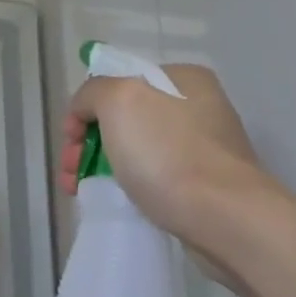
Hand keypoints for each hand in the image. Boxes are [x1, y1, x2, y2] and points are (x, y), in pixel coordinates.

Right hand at [64, 63, 264, 242]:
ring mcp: (204, 146)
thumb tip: (89, 111)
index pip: (116, 82)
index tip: (71, 143)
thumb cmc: (167, 153)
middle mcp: (196, 106)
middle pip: (123, 118)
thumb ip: (93, 92)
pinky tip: (118, 200)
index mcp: (181, 78)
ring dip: (103, 166)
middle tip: (71, 173)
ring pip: (136, 149)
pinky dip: (130, 185)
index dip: (84, 110)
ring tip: (82, 192)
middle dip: (89, 144)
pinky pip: (154, 176)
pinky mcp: (206, 183)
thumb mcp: (118, 100)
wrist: (224, 218)